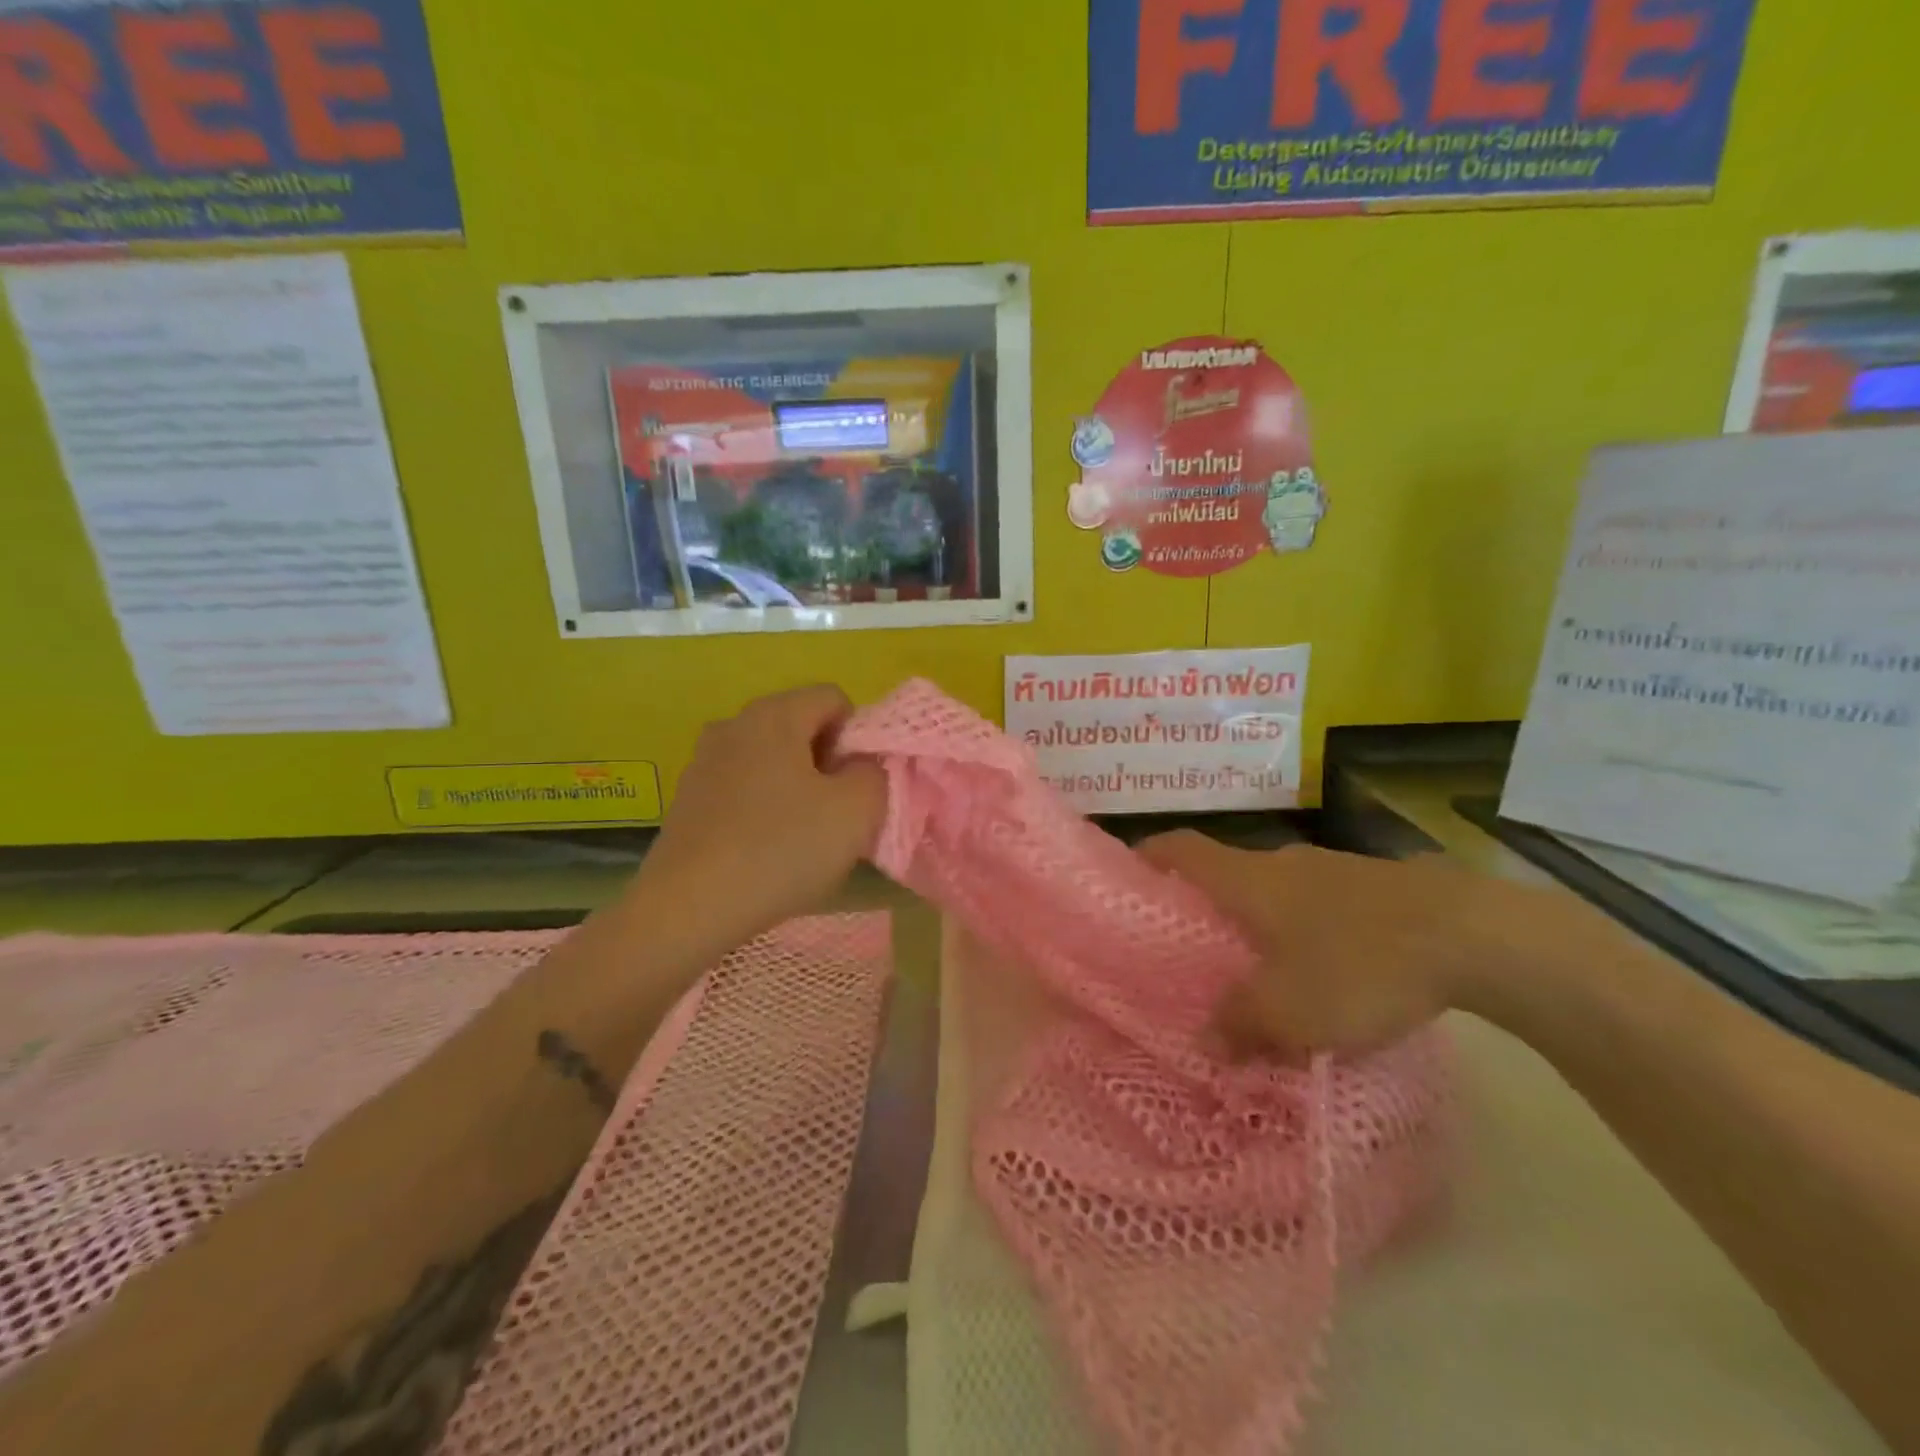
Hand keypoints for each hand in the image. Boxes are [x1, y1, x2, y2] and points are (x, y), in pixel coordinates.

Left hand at [636, 685, 886, 946]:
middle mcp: (734, 724)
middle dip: (826, 762)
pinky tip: (763, 849)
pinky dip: (762, 806)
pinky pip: (742, 786)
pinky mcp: (687, 797)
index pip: (834, 699)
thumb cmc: (782, 849)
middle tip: (834, 813)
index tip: (853, 785)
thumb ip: (874, 773)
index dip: (856, 737)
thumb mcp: (857, 810)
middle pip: (800, 726)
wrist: (689, 906)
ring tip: (800, 836)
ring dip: (795, 786)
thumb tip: (859, 766)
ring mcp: (704, 760)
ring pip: (770, 759)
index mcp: (775, 714)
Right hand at [1137, 833, 1509, 1056]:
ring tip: (1263, 969)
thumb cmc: (1358, 964)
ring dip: (1262, 921)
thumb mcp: (1289, 1012)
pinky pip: (1320, 903)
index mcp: (1247, 879)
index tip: (1130, 870)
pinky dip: (1307, 929)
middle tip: (1196, 946)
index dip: (1150, 853)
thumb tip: (1205, 1042)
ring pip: (1277, 890)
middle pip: (1228, 872)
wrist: (1474, 935)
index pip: (1182, 849)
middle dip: (1207, 903)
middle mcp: (1282, 862)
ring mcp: (1332, 869)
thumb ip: (1240, 1026)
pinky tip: (1329, 972)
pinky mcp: (1376, 886)